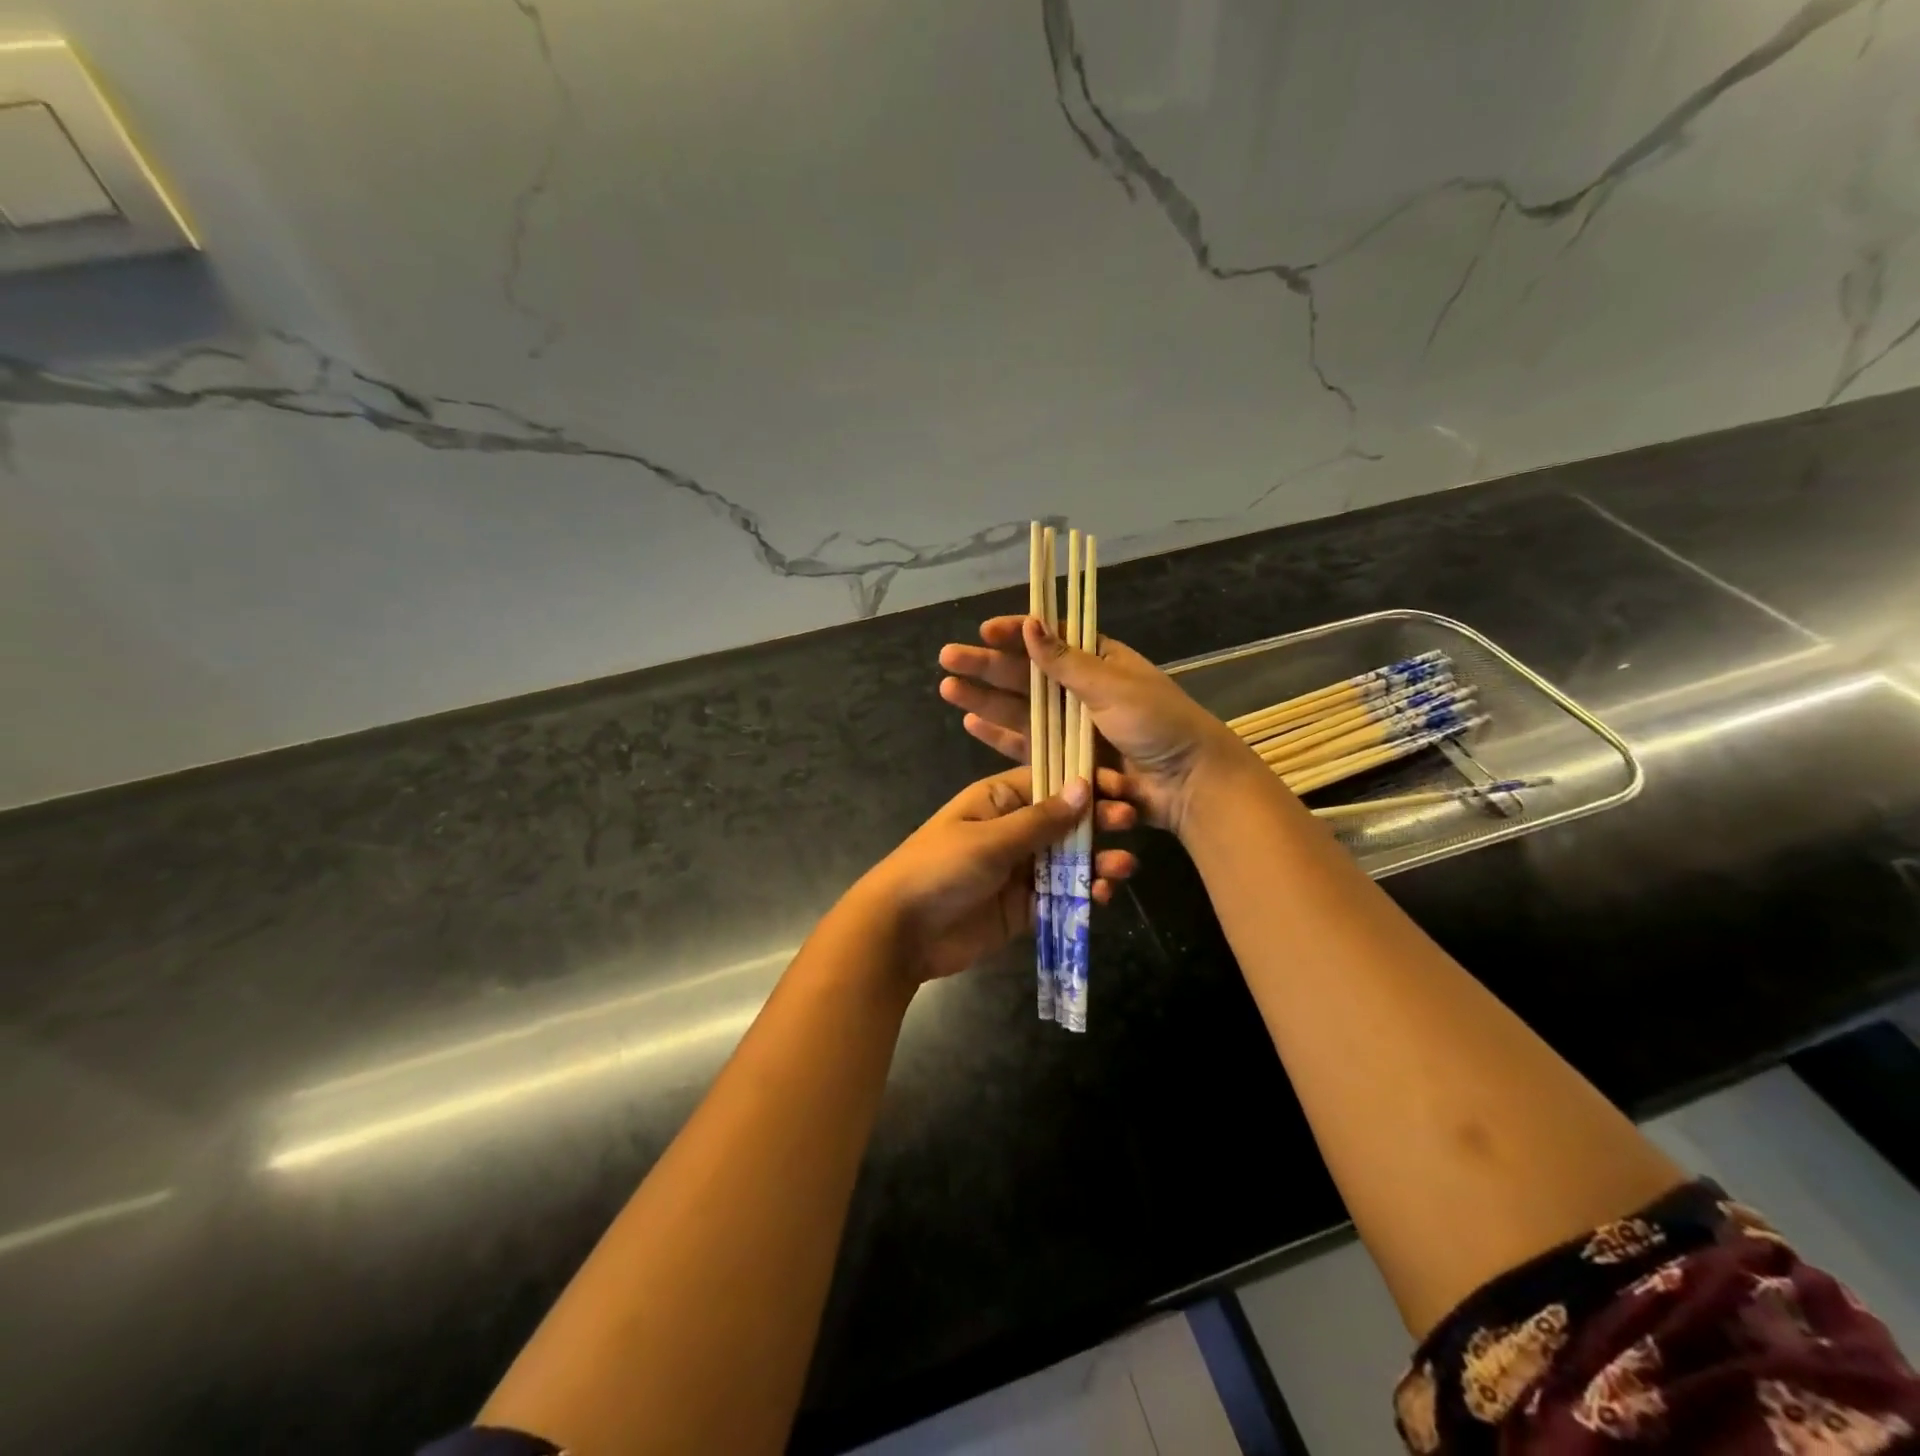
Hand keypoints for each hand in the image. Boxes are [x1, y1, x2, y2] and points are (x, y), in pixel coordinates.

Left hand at [852, 767, 1139, 983]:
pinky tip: (1102, 896)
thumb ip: (1040, 820)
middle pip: (1065, 821)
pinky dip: (1083, 894)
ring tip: (1123, 867)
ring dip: (1096, 860)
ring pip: (1068, 859)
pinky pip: (1060, 895)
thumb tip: (1084, 787)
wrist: (901, 932)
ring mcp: (1019, 870)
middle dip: (1098, 821)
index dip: (1086, 783)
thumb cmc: (940, 868)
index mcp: (998, 801)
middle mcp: (1012, 830)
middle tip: (1130, 823)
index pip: (1050, 782)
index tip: (1121, 787)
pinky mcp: (1023, 907)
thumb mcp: (990, 839)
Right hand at [938, 616, 1255, 836]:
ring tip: (948, 687)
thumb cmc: (1158, 724)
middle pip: (1026, 675)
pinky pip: (1029, 745)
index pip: (1050, 639)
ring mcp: (1073, 729)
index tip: (983, 631)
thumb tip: (1031, 624)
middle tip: (948, 658)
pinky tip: (972, 723)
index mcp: (1099, 662)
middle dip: (987, 666)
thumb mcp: (1112, 686)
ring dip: (985, 699)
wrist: (1188, 784)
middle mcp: (1081, 692)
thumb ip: (1067, 661)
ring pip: (1020, 710)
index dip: (1016, 633)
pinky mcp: (1067, 762)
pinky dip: (1001, 735)